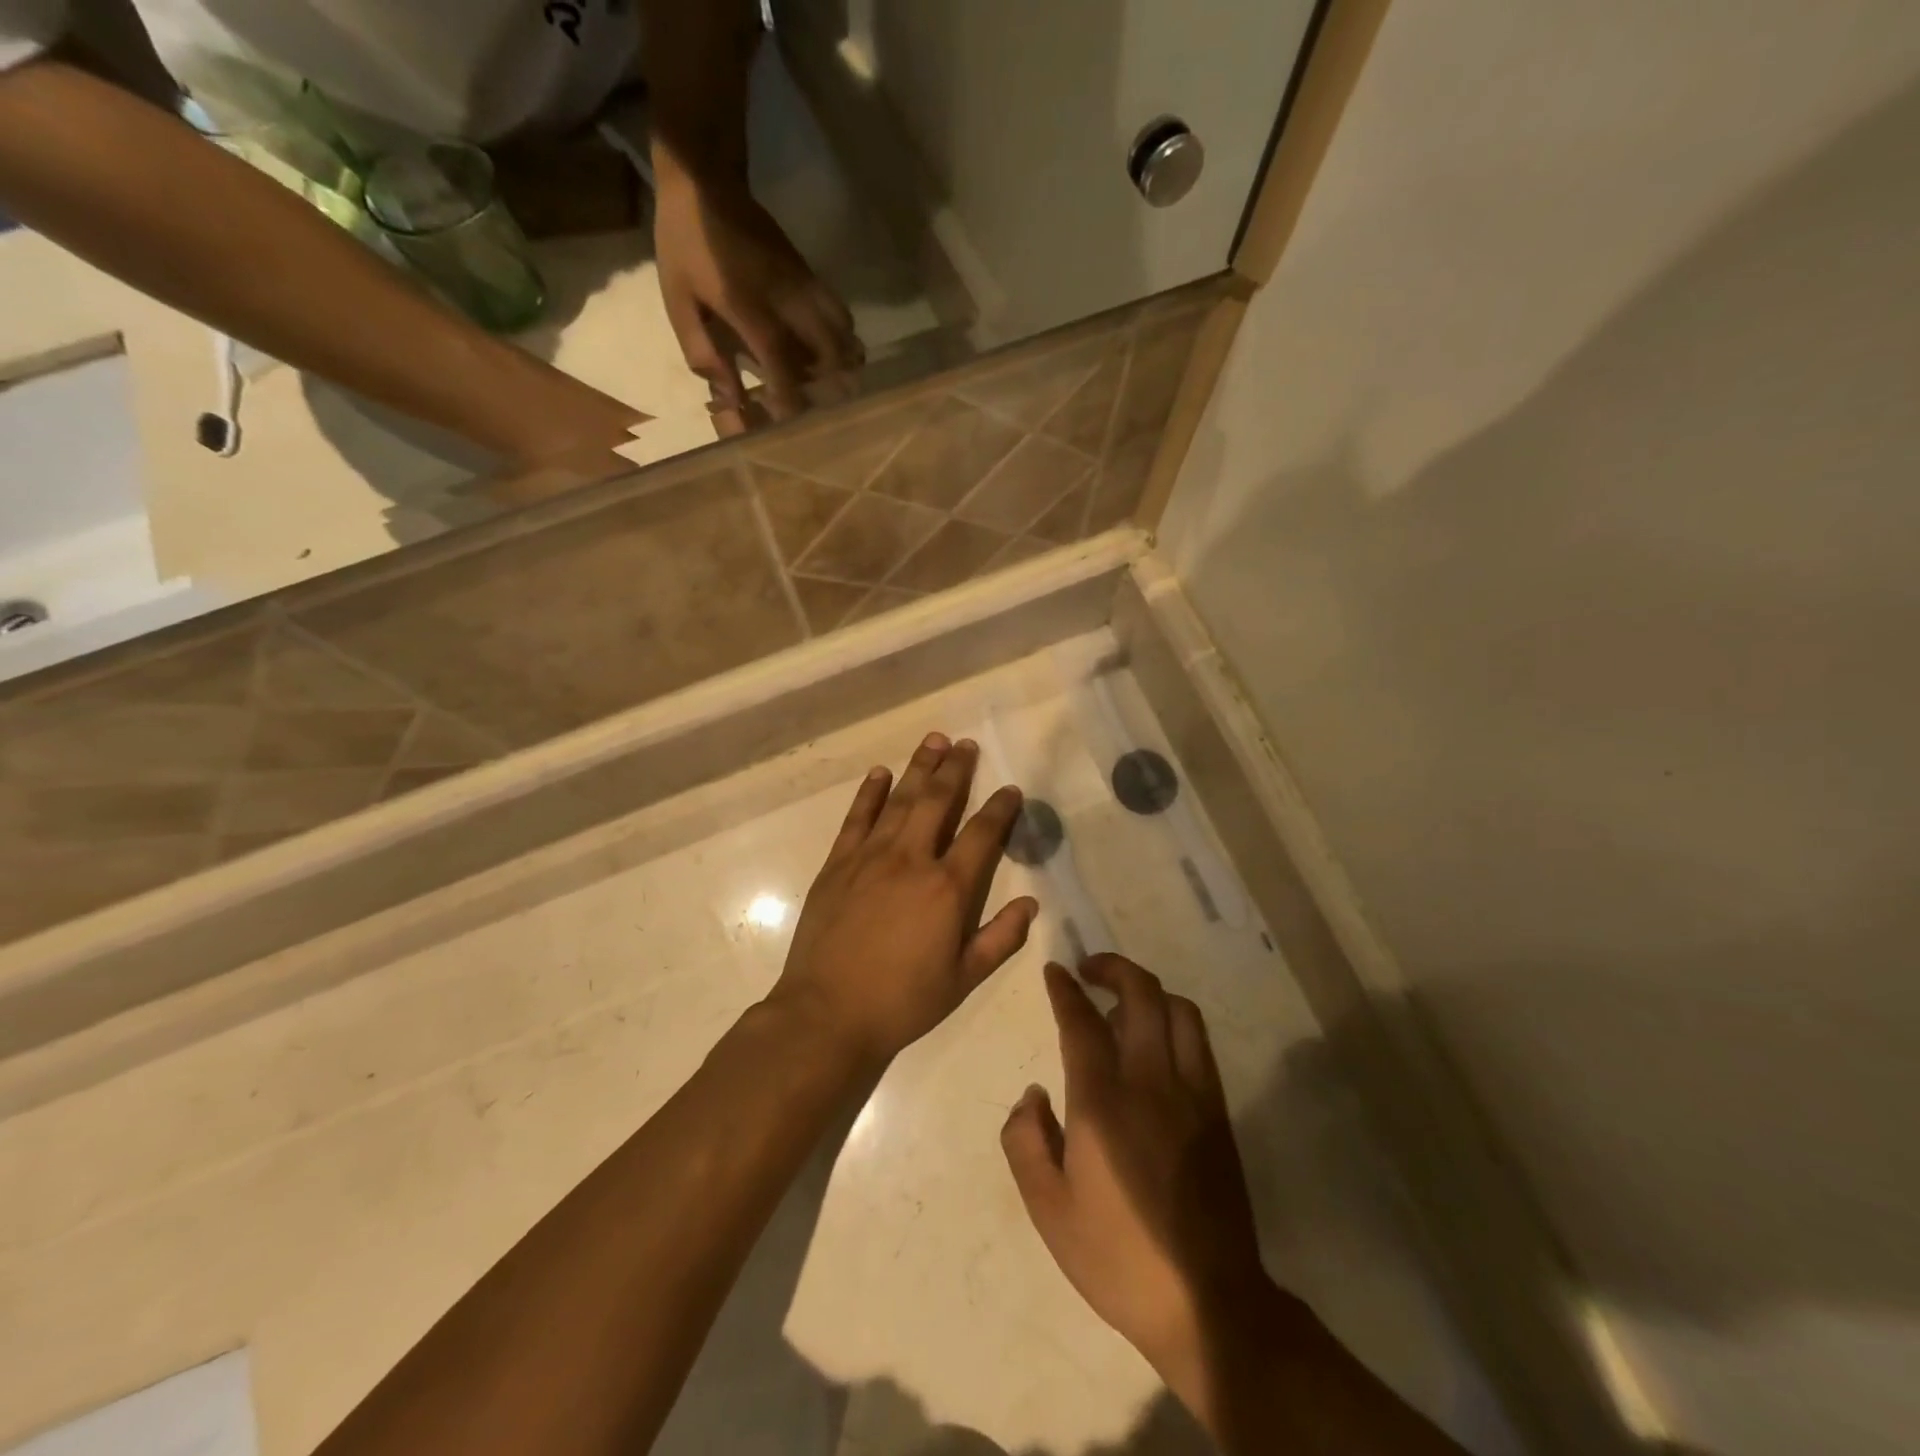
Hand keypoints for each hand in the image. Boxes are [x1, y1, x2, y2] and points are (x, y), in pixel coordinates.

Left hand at [652, 161, 861, 425]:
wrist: (705, 178)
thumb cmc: (685, 242)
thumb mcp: (677, 299)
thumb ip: (702, 351)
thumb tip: (728, 397)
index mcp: (750, 308)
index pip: (783, 364)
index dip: (790, 399)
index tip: (789, 422)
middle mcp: (788, 299)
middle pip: (830, 353)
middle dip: (828, 386)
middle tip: (815, 405)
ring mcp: (805, 285)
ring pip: (844, 334)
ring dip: (841, 364)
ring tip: (828, 383)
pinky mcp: (812, 275)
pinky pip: (840, 316)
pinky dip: (842, 341)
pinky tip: (829, 353)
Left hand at [770, 732, 1037, 1068]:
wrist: (828, 1013)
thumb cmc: (902, 1001)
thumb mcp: (963, 979)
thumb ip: (1000, 939)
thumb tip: (1031, 904)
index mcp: (947, 888)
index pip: (982, 834)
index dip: (1000, 808)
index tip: (1011, 789)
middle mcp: (911, 859)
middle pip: (938, 801)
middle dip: (956, 769)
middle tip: (966, 744)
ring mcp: (870, 857)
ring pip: (900, 800)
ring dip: (919, 768)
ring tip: (933, 741)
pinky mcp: (838, 864)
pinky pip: (857, 818)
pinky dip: (870, 793)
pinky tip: (880, 773)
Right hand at [1002, 956, 1270, 1381]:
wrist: (1208, 1302)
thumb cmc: (1118, 1257)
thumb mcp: (1049, 1210)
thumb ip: (1025, 1142)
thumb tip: (1032, 1095)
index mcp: (1102, 1103)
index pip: (1082, 1022)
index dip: (1065, 990)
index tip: (1055, 971)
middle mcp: (1151, 1082)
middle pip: (1141, 995)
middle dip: (1113, 968)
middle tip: (1089, 970)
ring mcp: (1192, 1093)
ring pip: (1178, 1010)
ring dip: (1148, 991)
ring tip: (1123, 1005)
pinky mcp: (1218, 1110)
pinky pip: (1198, 1042)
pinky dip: (1174, 1021)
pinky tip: (1156, 1043)